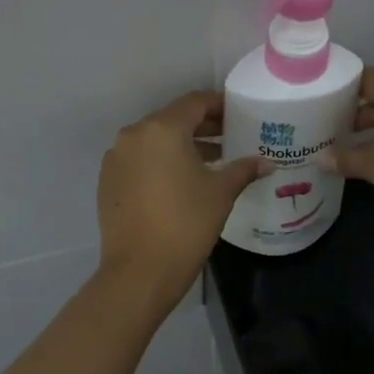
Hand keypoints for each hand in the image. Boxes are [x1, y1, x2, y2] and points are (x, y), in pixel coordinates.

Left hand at [96, 90, 266, 312]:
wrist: (139, 271)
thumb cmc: (186, 224)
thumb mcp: (221, 193)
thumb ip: (243, 169)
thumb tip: (265, 163)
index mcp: (162, 129)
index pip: (195, 102)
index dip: (219, 105)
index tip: (238, 114)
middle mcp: (134, 135)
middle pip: (172, 119)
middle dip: (202, 126)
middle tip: (229, 137)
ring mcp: (116, 158)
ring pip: (154, 140)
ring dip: (180, 145)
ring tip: (210, 161)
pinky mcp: (107, 181)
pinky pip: (139, 160)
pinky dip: (160, 162)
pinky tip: (179, 181)